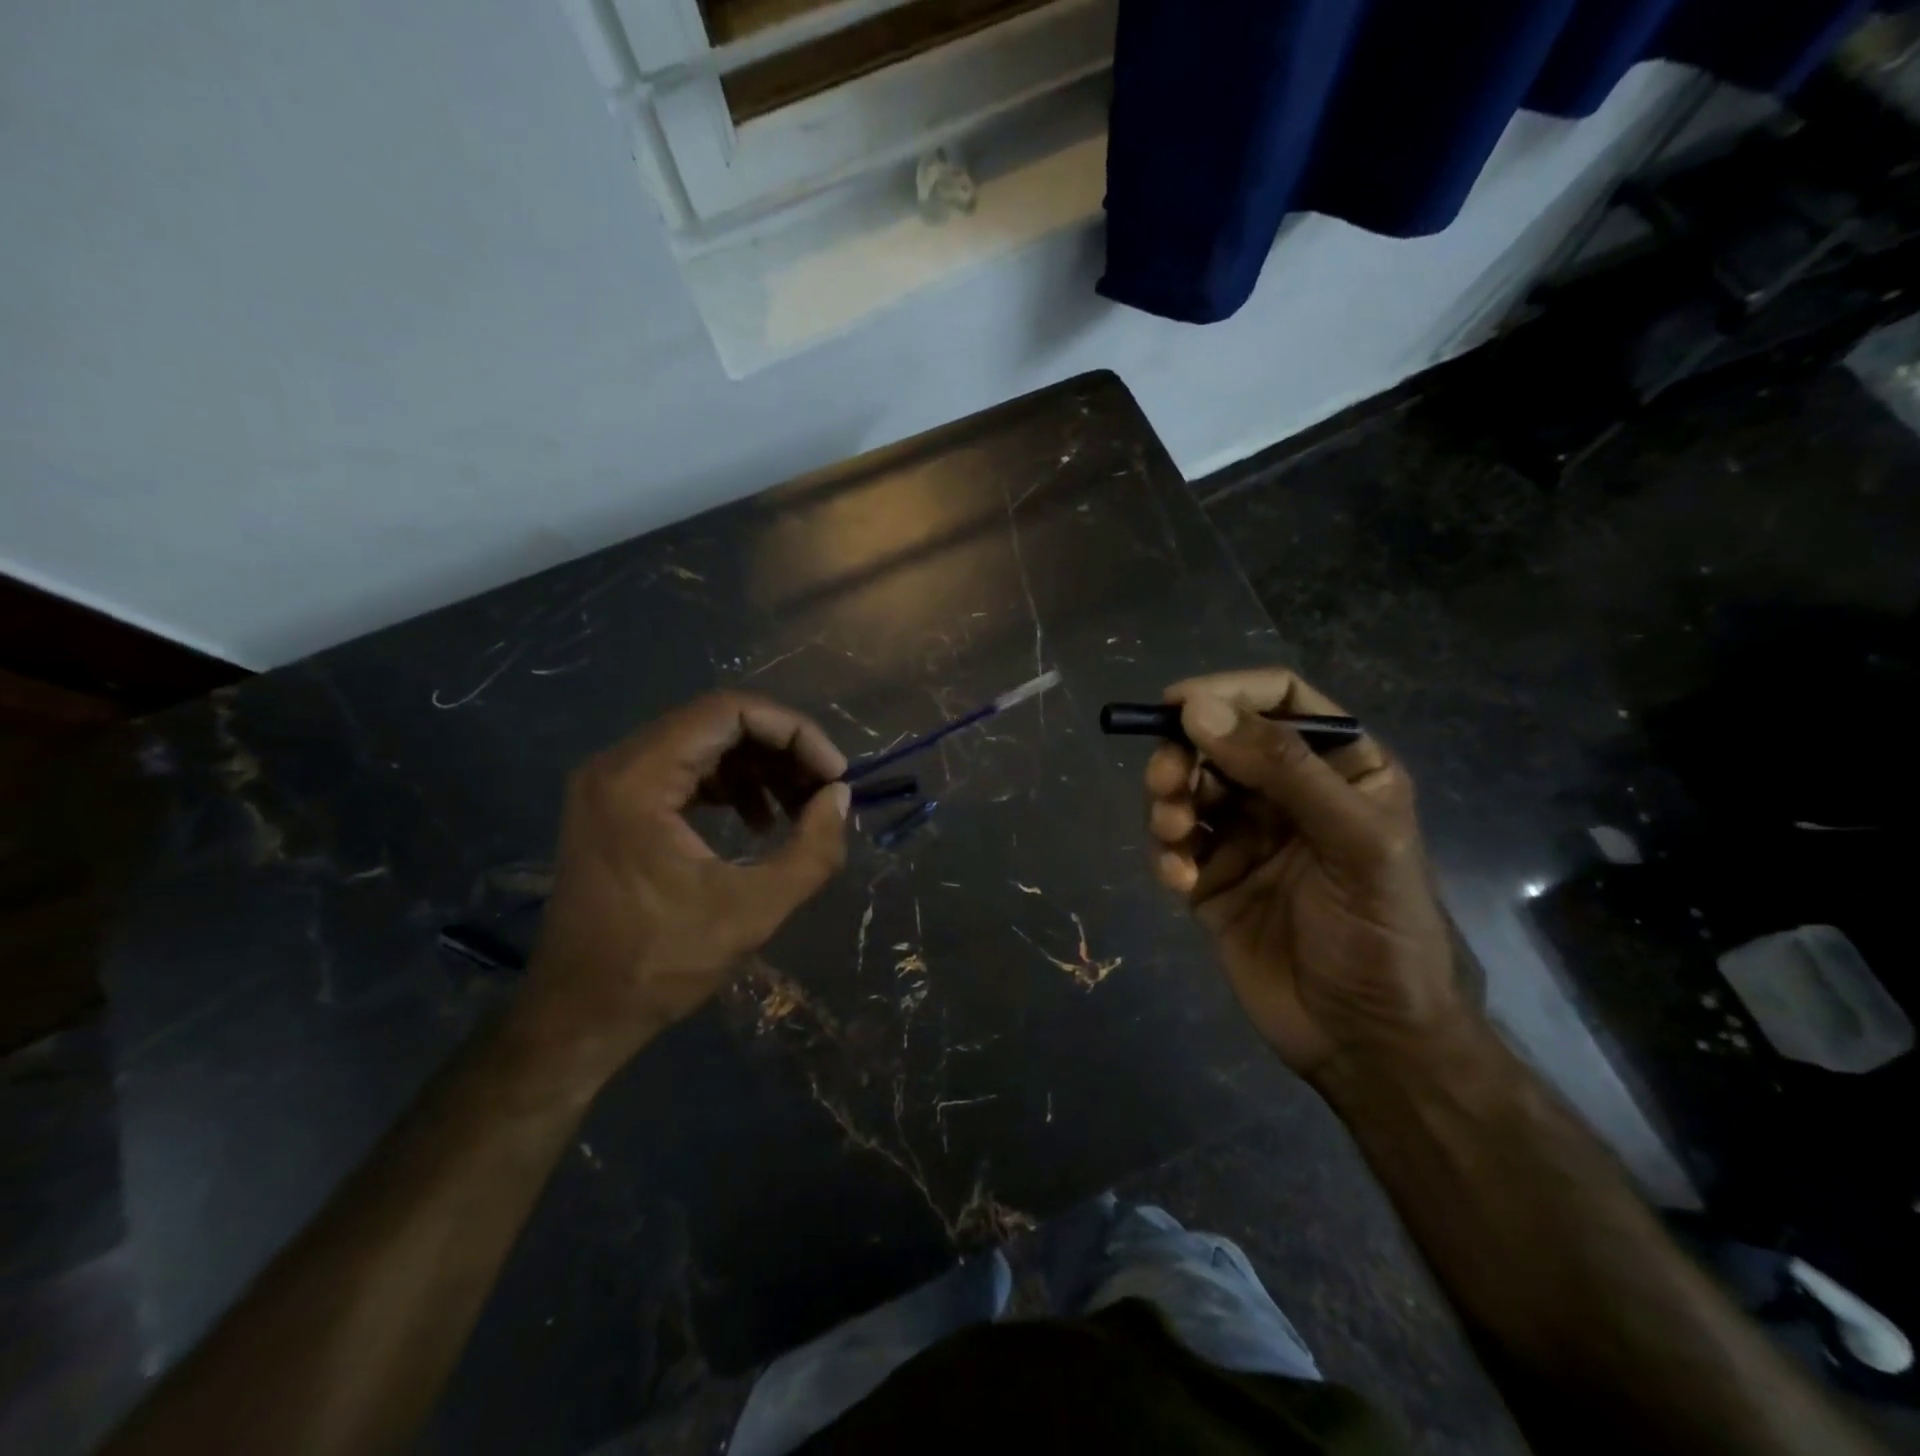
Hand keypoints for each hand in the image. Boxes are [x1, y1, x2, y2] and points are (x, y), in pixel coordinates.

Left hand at [519, 692, 850, 1080]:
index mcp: (638, 779)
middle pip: (717, 722)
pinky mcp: (617, 805)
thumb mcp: (753, 911)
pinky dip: (731, 786)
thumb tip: (840, 797)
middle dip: (782, 750)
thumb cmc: (660, 964)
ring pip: (704, 744)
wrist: (579, 1013)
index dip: (794, 732)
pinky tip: (760, 823)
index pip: (729, 712)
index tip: (833, 774)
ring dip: (760, 768)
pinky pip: (685, 770)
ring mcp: (612, 783)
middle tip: (823, 791)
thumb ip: (812, 850)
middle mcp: (617, 765)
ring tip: (799, 810)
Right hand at [1145, 668, 1463, 1081]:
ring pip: (1189, 788)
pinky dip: (1167, 852)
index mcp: (1339, 768)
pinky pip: (1176, 843)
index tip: (1177, 705)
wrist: (1365, 1041)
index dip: (1228, 691)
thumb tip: (1197, 708)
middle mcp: (1289, 792)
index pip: (1280, 700)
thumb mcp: (1353, 841)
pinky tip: (1178, 878)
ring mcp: (1246, 835)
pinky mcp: (1213, 877)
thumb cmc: (1381, 933)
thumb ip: (1282, 768)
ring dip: (1168, 801)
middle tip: (1165, 782)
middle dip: (1183, 754)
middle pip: (1218, 741)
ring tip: (1172, 834)